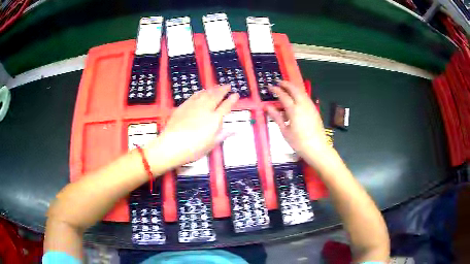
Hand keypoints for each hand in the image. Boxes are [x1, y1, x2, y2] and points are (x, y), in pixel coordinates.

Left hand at [146, 85, 238, 169]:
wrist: (172, 144)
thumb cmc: (193, 148)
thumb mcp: (211, 144)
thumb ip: (223, 135)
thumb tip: (235, 131)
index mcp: (214, 119)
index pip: (226, 106)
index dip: (232, 100)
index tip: (236, 95)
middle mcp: (205, 109)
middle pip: (216, 96)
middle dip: (223, 90)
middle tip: (228, 86)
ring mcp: (193, 106)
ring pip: (205, 93)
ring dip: (213, 89)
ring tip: (217, 86)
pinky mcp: (184, 106)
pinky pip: (194, 95)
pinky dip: (201, 91)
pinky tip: (202, 91)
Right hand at [265, 81, 330, 167]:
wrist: (317, 148)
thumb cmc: (298, 142)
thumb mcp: (285, 131)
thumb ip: (277, 117)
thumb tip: (268, 107)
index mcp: (294, 110)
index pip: (283, 96)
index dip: (276, 90)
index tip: (271, 87)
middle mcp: (303, 105)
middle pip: (295, 89)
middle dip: (287, 84)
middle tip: (279, 82)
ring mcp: (310, 106)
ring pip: (302, 92)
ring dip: (294, 88)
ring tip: (287, 87)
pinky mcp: (314, 110)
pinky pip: (306, 97)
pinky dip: (300, 94)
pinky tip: (297, 98)